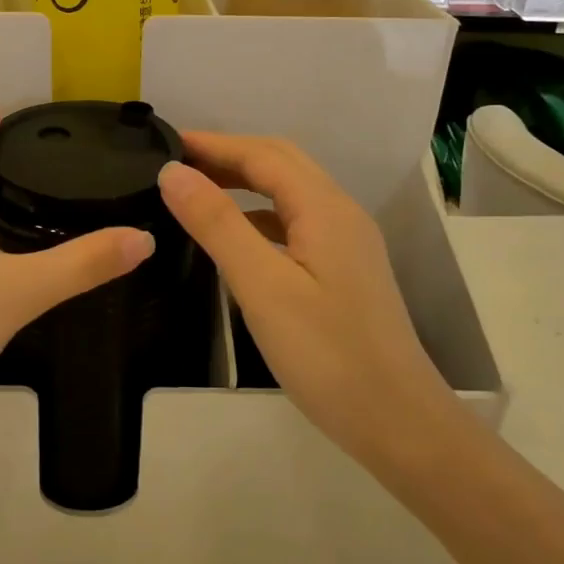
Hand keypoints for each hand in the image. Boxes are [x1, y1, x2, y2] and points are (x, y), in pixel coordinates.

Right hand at [157, 134, 452, 467]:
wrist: (398, 422)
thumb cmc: (327, 354)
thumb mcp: (262, 287)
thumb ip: (218, 224)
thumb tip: (173, 172)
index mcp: (324, 209)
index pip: (263, 155)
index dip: (214, 144)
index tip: (166, 142)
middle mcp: (341, 214)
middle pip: (282, 164)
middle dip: (230, 155)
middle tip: (178, 162)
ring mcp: (347, 243)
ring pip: (291, 192)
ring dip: (246, 181)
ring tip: (197, 190)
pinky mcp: (344, 270)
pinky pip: (296, 222)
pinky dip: (260, 214)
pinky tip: (236, 237)